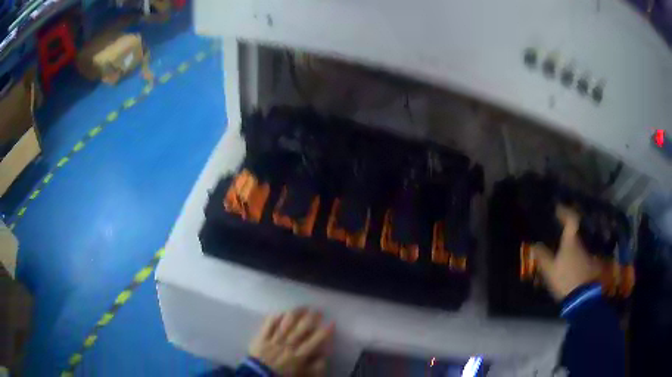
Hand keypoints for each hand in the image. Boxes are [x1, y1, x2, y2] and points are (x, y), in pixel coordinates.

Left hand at [249, 308, 334, 376]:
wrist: (258, 376)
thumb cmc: (283, 375)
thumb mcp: (303, 375)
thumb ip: (315, 366)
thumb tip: (323, 356)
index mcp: (299, 354)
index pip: (315, 340)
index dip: (325, 331)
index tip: (331, 322)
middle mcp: (288, 344)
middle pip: (302, 327)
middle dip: (312, 317)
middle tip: (318, 311)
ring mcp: (274, 339)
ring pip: (286, 322)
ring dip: (296, 313)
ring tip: (303, 307)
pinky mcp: (261, 337)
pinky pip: (269, 324)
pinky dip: (276, 317)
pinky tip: (282, 312)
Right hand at [531, 205, 600, 300]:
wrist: (583, 298)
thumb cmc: (566, 279)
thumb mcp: (550, 270)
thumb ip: (542, 257)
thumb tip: (534, 244)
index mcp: (571, 241)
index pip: (571, 220)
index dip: (565, 212)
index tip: (558, 209)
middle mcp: (583, 243)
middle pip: (579, 230)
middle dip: (572, 227)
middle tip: (565, 227)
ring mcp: (590, 253)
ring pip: (583, 242)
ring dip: (577, 241)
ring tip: (570, 246)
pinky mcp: (594, 265)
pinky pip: (587, 254)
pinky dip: (582, 254)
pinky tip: (578, 261)